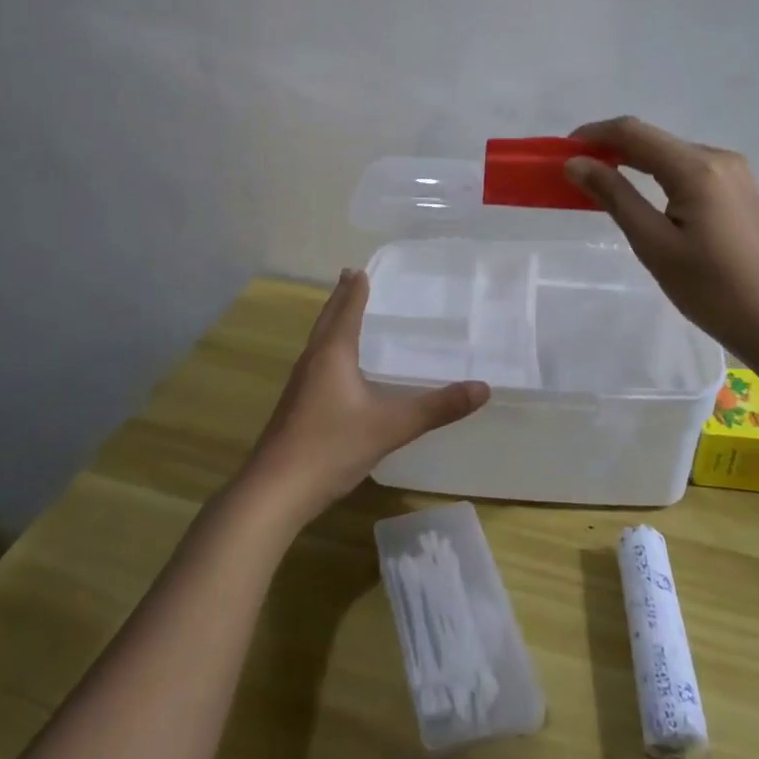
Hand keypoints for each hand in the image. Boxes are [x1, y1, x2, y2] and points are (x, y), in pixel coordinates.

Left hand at [237, 270, 489, 526]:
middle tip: (351, 277)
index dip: (355, 290)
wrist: (276, 490)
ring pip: (318, 341)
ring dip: (331, 322)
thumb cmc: (332, 447)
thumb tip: (483, 388)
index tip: (360, 268)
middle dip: (340, 298)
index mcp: (332, 354)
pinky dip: (328, 349)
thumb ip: (436, 407)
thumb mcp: (391, 426)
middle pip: (326, 320)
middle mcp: (312, 361)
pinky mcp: (295, 406)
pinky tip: (335, 368)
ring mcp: (299, 385)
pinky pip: (315, 362)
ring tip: (344, 313)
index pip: (346, 311)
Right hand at [563, 116, 758, 358]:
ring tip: (600, 184)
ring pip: (670, 154)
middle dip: (610, 149)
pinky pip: (688, 170)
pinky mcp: (738, 190)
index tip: (561, 151)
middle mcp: (718, 158)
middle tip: (574, 172)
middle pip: (652, 140)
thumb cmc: (710, 288)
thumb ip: (614, 196)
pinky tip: (641, 195)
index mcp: (697, 168)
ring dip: (633, 162)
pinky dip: (657, 175)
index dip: (593, 134)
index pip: (633, 132)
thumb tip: (576, 163)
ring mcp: (733, 173)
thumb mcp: (653, 244)